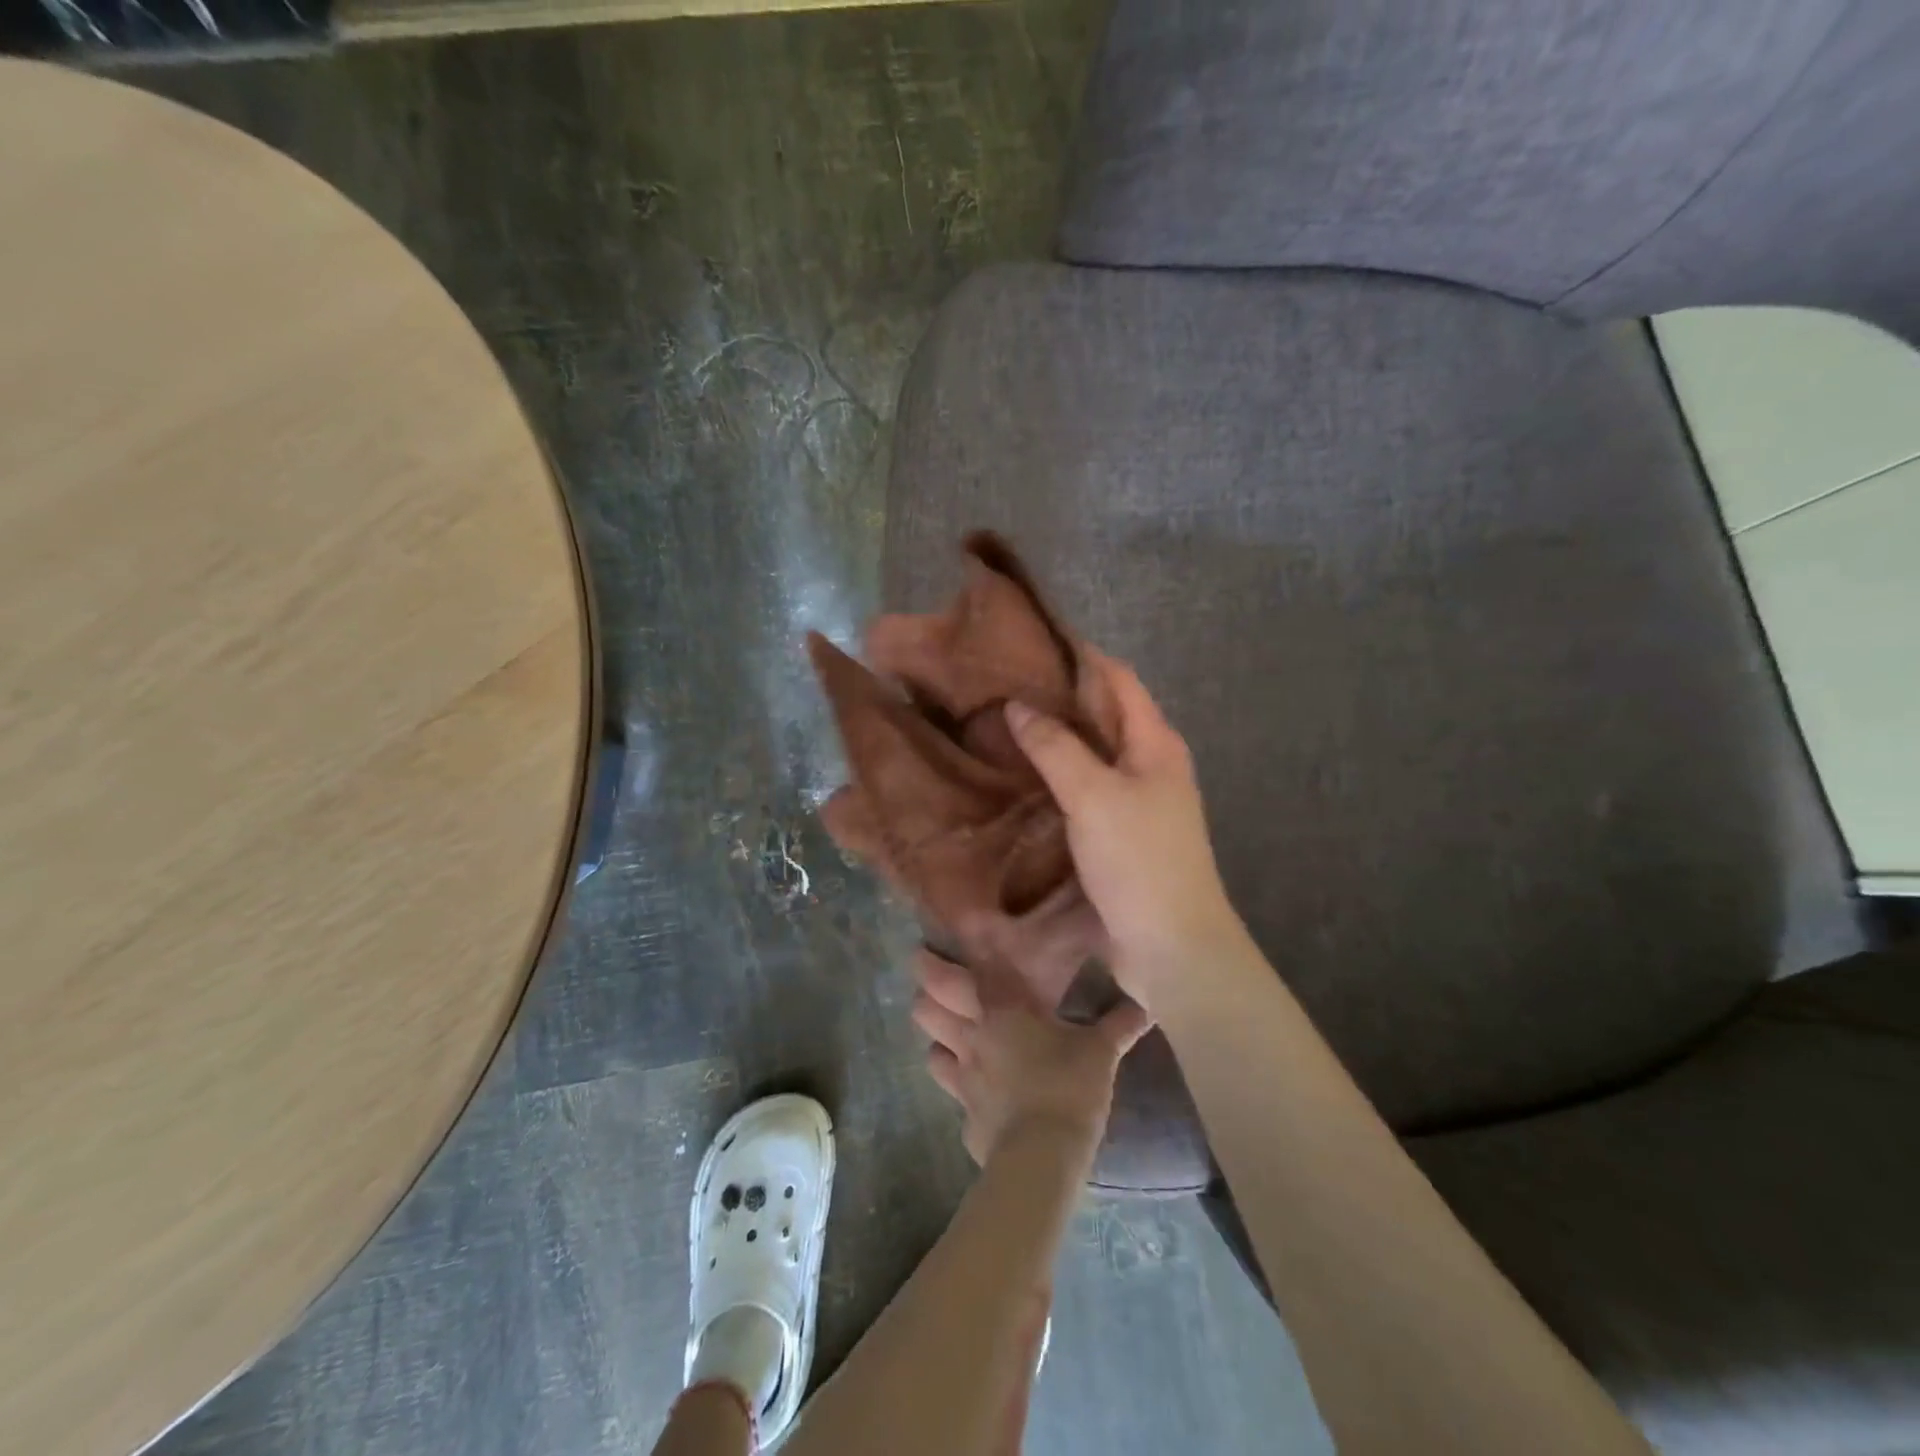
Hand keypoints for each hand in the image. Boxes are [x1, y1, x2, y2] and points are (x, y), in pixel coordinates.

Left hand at [911, 948, 1150, 1165]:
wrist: (1042, 1159)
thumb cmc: (1069, 1087)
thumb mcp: (1101, 1052)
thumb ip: (1119, 1024)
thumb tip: (1147, 1005)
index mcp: (1000, 1010)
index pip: (957, 974)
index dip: (937, 959)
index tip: (927, 947)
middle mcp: (971, 1036)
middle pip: (926, 1006)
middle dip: (924, 991)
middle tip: (929, 980)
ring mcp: (962, 1078)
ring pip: (930, 1046)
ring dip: (936, 1036)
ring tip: (948, 1030)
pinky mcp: (964, 1114)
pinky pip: (951, 1091)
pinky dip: (958, 1083)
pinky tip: (972, 1085)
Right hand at [1005, 651, 1245, 1010]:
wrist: (1172, 946)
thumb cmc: (1139, 860)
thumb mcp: (1093, 796)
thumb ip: (1056, 748)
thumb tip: (1018, 707)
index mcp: (1156, 743)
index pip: (1118, 679)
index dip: (1081, 655)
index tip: (1032, 641)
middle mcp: (1150, 764)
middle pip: (1105, 714)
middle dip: (1060, 696)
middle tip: (1004, 683)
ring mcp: (1137, 801)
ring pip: (1092, 754)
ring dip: (1056, 738)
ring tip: (1003, 723)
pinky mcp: (1120, 834)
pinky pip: (1085, 790)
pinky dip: (1057, 776)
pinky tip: (1022, 777)